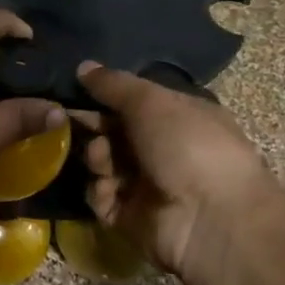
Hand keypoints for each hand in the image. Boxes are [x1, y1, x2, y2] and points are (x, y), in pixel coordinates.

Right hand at [76, 62, 278, 280]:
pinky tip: (108, 187)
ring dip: (97, 157)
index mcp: (179, 118)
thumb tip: (83, 66)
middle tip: (72, 121)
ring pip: (105, 164)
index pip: (135, 103)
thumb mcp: (151, 102)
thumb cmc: (188, 146)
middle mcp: (164, 150)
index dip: (105, 96)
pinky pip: (102, 198)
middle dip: (94, 126)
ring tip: (103, 158)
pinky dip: (100, 191)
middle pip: (114, 133)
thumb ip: (114, 85)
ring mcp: (147, 186)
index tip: (76, 91)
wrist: (212, 218)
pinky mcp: (131, 218)